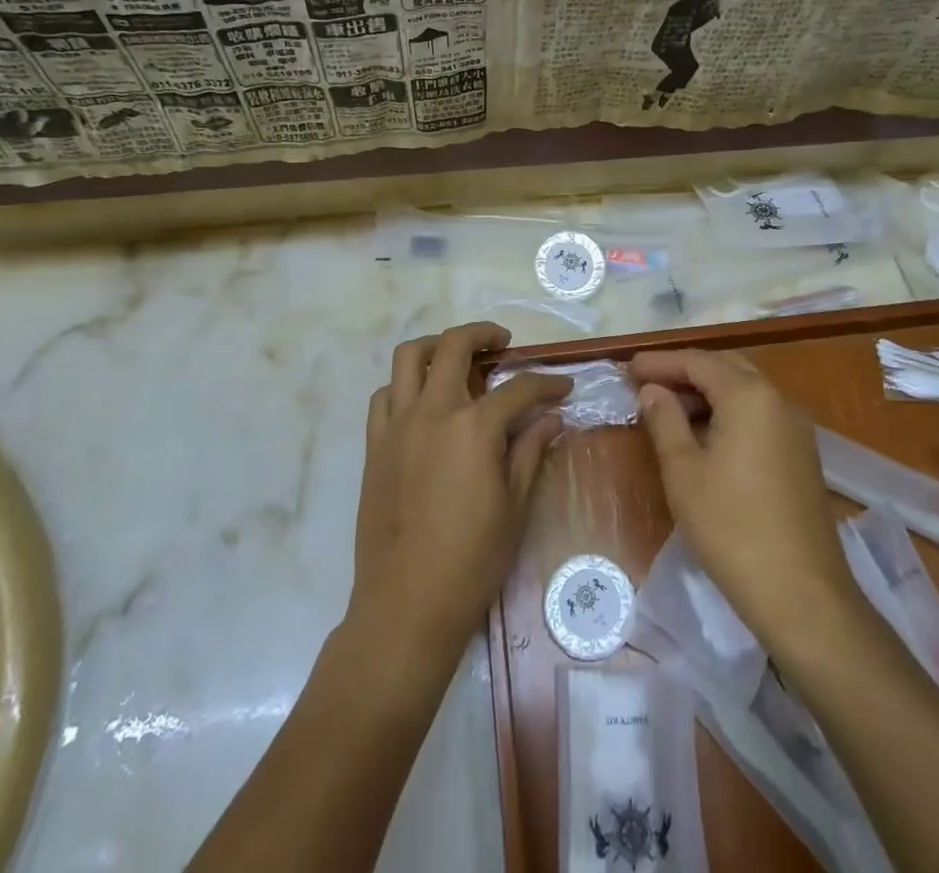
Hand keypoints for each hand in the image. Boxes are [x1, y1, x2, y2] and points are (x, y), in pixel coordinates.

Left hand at [348, 322, 568, 656]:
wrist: (406, 604)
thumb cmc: (471, 560)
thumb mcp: (514, 506)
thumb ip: (532, 451)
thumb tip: (552, 418)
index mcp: (473, 427)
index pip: (518, 389)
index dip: (546, 384)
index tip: (564, 387)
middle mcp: (432, 411)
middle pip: (454, 346)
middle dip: (483, 334)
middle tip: (503, 343)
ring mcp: (397, 424)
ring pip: (409, 357)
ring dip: (436, 346)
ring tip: (456, 357)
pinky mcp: (374, 444)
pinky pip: (384, 395)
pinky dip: (405, 384)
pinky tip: (423, 401)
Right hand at [632, 348, 855, 644]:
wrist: (800, 593)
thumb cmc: (731, 526)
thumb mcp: (683, 470)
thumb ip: (664, 420)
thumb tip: (652, 390)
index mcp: (749, 395)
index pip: (698, 362)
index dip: (661, 362)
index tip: (628, 368)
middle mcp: (778, 400)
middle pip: (725, 369)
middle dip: (684, 372)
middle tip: (646, 383)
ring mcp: (795, 428)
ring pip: (744, 391)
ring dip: (706, 392)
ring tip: (667, 408)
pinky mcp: (801, 454)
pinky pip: (758, 415)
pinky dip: (727, 412)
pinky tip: (702, 434)